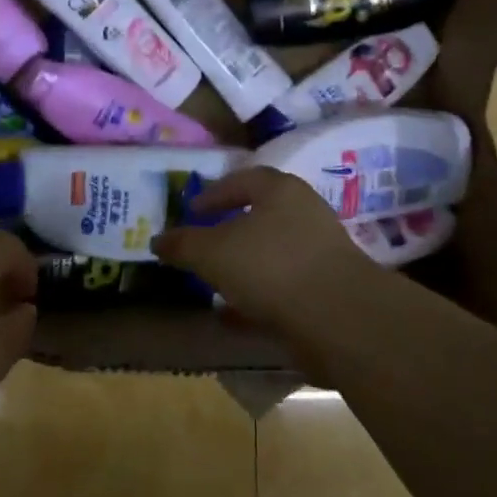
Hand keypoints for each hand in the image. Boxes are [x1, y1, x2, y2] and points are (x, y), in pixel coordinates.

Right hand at [152, 167, 379, 340]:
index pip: (242, 180)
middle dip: (229, 230)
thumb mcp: (213, 252)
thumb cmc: (270, 266)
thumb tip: (158, 240)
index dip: (213, 194)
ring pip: (271, 253)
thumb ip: (183, 244)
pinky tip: (234, 315)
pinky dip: (258, 296)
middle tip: (202, 245)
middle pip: (260, 215)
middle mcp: (304, 212)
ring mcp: (319, 251)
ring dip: (243, 266)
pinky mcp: (326, 288)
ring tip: (214, 282)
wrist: (338, 317)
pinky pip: (283, 286)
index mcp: (280, 189)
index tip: (190, 211)